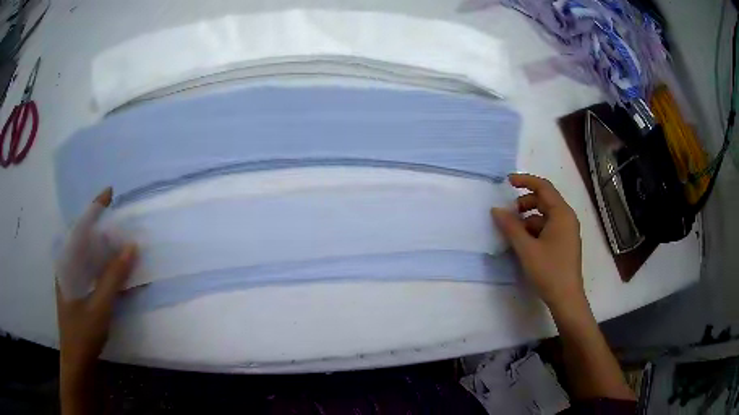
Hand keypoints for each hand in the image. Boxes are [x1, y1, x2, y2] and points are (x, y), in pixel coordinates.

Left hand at [56, 188, 136, 393]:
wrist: (78, 363)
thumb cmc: (83, 333)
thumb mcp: (99, 306)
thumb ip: (114, 276)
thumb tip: (131, 247)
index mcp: (67, 265)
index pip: (80, 228)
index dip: (94, 209)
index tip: (110, 192)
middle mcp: (68, 267)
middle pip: (85, 239)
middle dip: (103, 229)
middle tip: (124, 224)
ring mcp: (73, 281)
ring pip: (90, 256)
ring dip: (107, 249)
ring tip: (124, 245)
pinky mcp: (80, 292)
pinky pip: (93, 272)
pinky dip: (106, 268)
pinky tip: (119, 273)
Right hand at [491, 174, 583, 309]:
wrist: (566, 298)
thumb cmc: (549, 271)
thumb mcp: (526, 249)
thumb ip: (511, 227)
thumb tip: (496, 210)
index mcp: (562, 214)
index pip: (543, 187)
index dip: (525, 181)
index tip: (507, 182)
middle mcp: (567, 218)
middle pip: (545, 200)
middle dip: (525, 203)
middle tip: (509, 214)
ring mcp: (567, 231)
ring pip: (545, 215)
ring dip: (528, 218)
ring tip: (514, 232)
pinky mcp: (564, 242)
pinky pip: (548, 227)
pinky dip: (535, 229)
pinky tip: (525, 243)